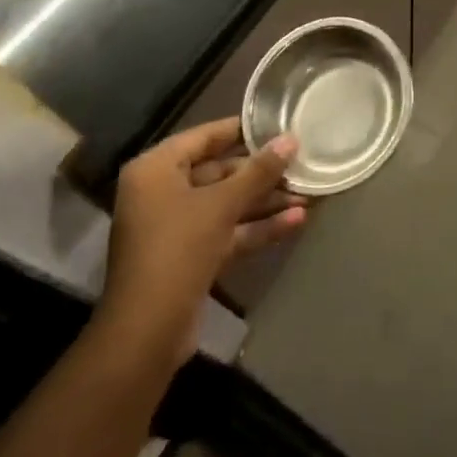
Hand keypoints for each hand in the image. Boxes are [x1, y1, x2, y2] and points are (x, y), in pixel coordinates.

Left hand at [94, 119, 306, 366]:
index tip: (279, 122)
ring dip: (265, 201)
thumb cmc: (177, 251)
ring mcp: (176, 227)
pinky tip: (296, 221)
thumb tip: (290, 139)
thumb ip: (258, 172)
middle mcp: (162, 192)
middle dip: (261, 173)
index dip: (243, 129)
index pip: (205, 136)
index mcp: (156, 169)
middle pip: (219, 172)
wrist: (147, 334)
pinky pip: (227, 231)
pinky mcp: (191, 256)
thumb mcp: (221, 206)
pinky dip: (257, 227)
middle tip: (301, 163)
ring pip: (227, 204)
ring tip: (309, 193)